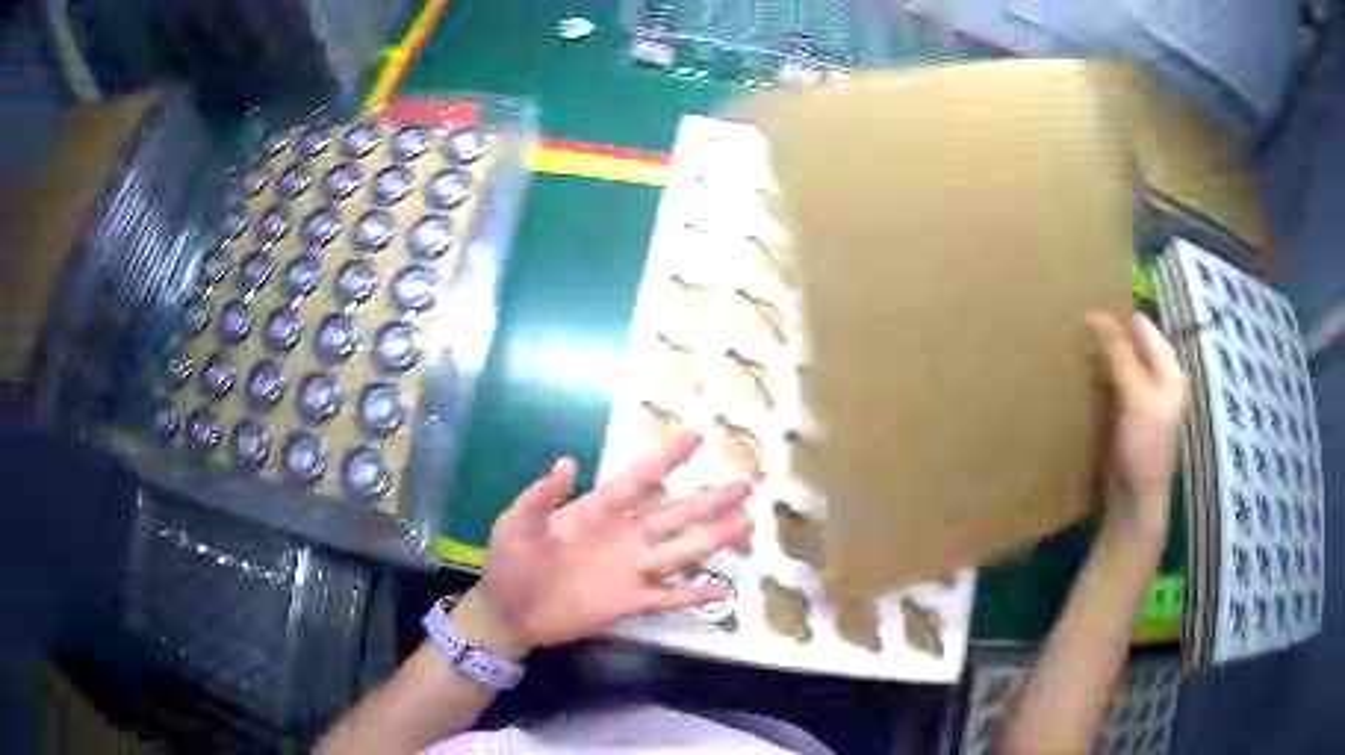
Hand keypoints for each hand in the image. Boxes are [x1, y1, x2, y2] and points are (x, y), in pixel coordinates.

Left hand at [479, 432, 753, 648]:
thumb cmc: (511, 562)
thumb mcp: (517, 524)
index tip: (699, 437)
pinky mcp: (629, 603)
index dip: (668, 458)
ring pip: (682, 551)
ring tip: (748, 523)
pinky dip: (693, 595)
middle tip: (748, 482)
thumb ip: (541, 497)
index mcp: (597, 512)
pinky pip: (668, 598)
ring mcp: (631, 571)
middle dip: (712, 498)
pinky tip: (721, 591)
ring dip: (715, 538)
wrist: (509, 611)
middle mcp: (624, 537)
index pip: (640, 479)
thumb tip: (567, 461)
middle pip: (677, 513)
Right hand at [1085, 312, 1185, 541]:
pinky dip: (1094, 378)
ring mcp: (1139, 399)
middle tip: (1073, 320)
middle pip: (1130, 344)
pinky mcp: (1123, 417)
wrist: (1134, 503)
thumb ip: (1119, 353)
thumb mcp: (1136, 395)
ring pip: (1117, 364)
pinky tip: (1076, 375)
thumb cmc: (1144, 448)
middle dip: (1105, 333)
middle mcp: (1156, 378)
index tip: (1085, 302)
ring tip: (1070, 342)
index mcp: (1168, 368)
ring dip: (1098, 356)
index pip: (1142, 326)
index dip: (1118, 314)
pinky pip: (1108, 386)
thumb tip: (1093, 313)